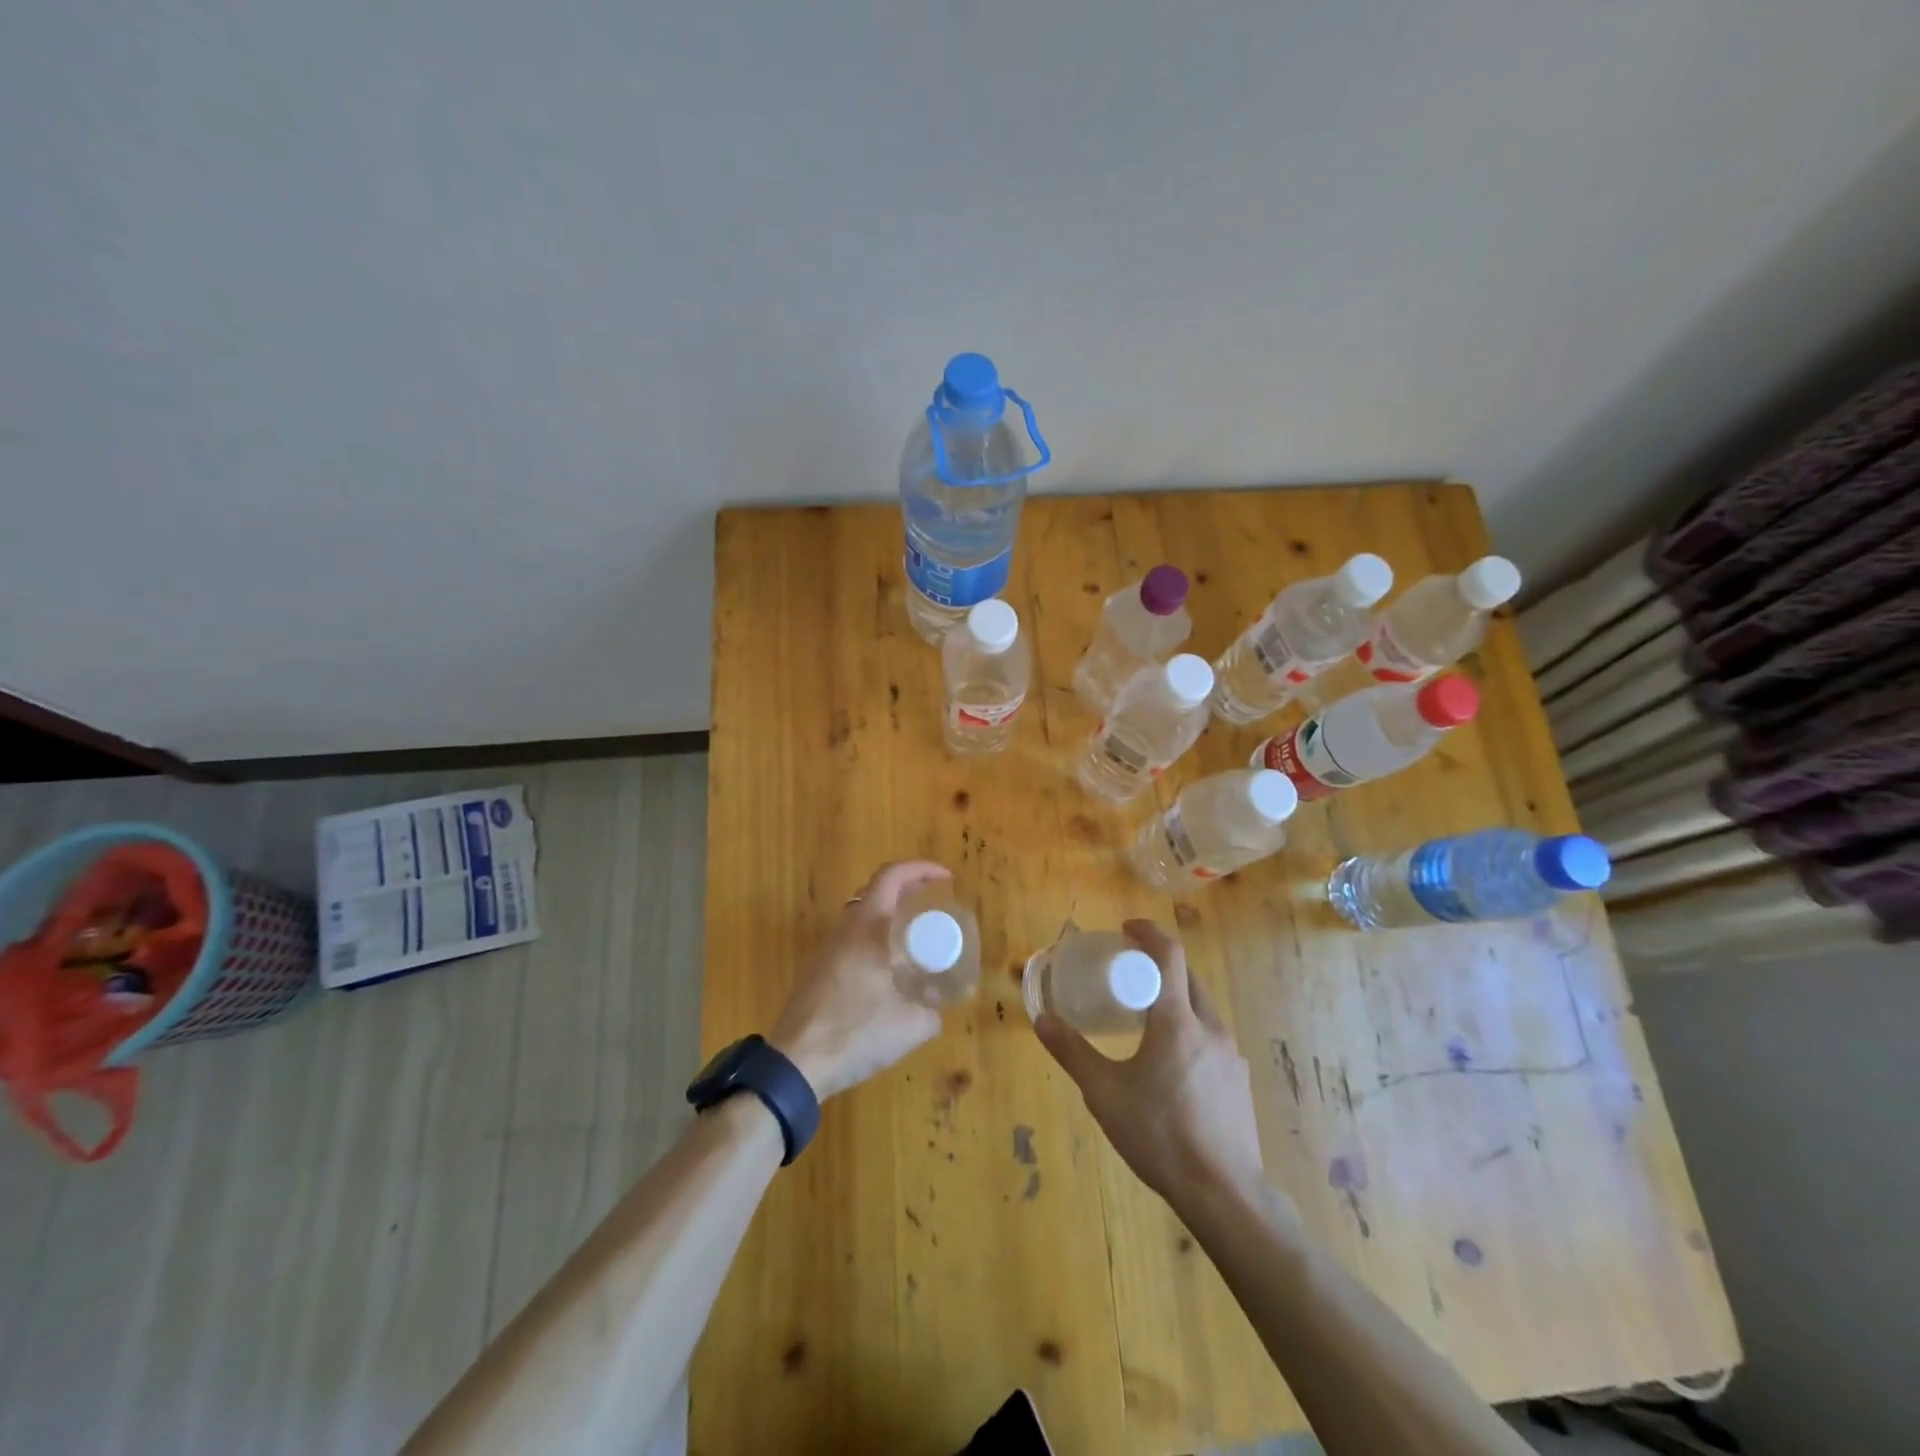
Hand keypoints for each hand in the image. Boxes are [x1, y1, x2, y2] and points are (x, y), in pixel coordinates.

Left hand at [769, 861, 949, 1100]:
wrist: (795, 1064)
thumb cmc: (855, 1032)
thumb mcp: (910, 1026)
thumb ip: (932, 1012)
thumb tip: (937, 1007)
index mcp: (866, 927)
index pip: (891, 876)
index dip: (921, 869)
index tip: (946, 878)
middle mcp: (843, 930)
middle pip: (875, 892)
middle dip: (907, 891)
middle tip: (933, 906)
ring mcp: (824, 951)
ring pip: (860, 918)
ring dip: (888, 919)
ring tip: (915, 941)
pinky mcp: (815, 973)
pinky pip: (850, 942)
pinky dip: (873, 942)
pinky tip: (887, 974)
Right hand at [1035, 919, 1264, 1204]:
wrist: (1225, 1193)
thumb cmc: (1159, 1134)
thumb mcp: (1104, 1092)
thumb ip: (1072, 1052)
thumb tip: (1042, 1020)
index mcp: (1177, 1020)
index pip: (1170, 954)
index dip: (1149, 932)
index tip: (1127, 928)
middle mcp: (1209, 1027)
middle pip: (1188, 978)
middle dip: (1160, 965)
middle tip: (1130, 972)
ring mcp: (1230, 1055)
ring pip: (1202, 1009)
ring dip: (1175, 999)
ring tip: (1147, 1019)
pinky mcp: (1239, 1081)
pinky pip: (1211, 1039)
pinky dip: (1189, 1031)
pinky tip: (1171, 1065)